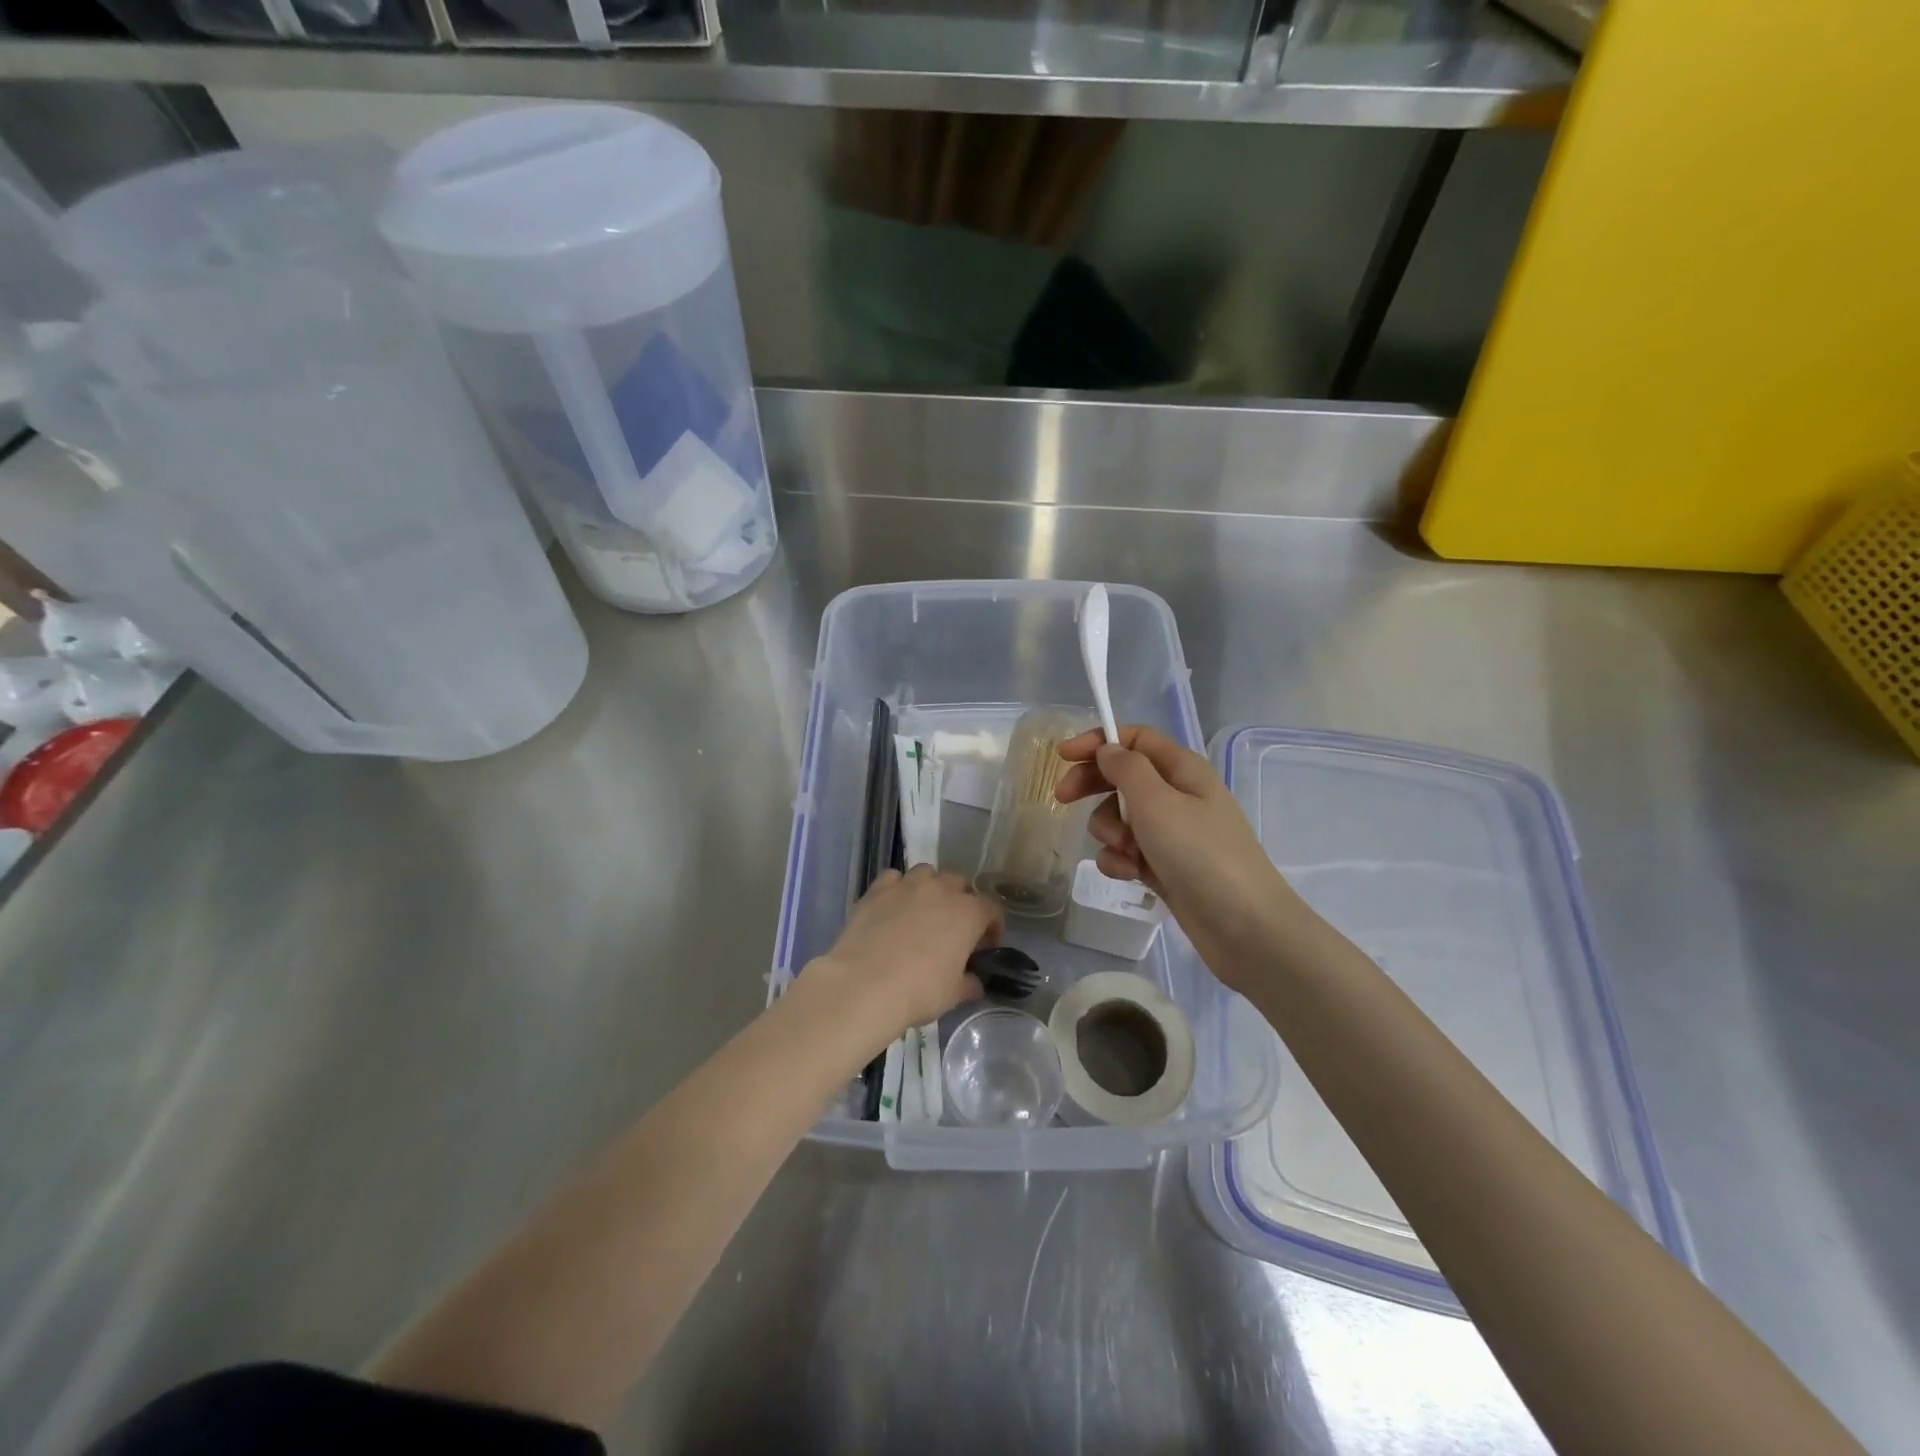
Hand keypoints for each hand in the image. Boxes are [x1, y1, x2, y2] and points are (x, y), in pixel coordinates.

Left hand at [807, 865, 1001, 1045]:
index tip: (986, 945)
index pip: (992, 908)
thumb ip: (968, 983)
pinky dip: (898, 889)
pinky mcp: (877, 890)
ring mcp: (907, 885)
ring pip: (927, 873)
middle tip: (954, 928)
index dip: (993, 926)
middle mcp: (941, 889)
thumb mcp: (953, 994)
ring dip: (931, 888)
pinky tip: (893, 908)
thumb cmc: (919, 991)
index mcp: (968, 912)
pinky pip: (894, 879)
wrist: (864, 985)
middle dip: (962, 901)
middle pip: (960, 883)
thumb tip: (974, 982)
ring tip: (923, 912)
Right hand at [1055, 725, 1300, 985]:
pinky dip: (1120, 860)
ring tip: (1125, 851)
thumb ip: (1126, 769)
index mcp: (1182, 769)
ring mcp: (1172, 833)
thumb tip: (1107, 749)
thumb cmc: (1200, 854)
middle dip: (1093, 786)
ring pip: (1120, 817)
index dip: (1098, 741)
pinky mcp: (1165, 866)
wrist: (1244, 927)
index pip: (1135, 738)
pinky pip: (1128, 852)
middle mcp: (1177, 795)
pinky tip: (1128, 874)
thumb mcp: (1157, 802)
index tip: (1063, 757)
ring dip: (1109, 831)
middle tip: (1063, 798)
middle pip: (1122, 776)